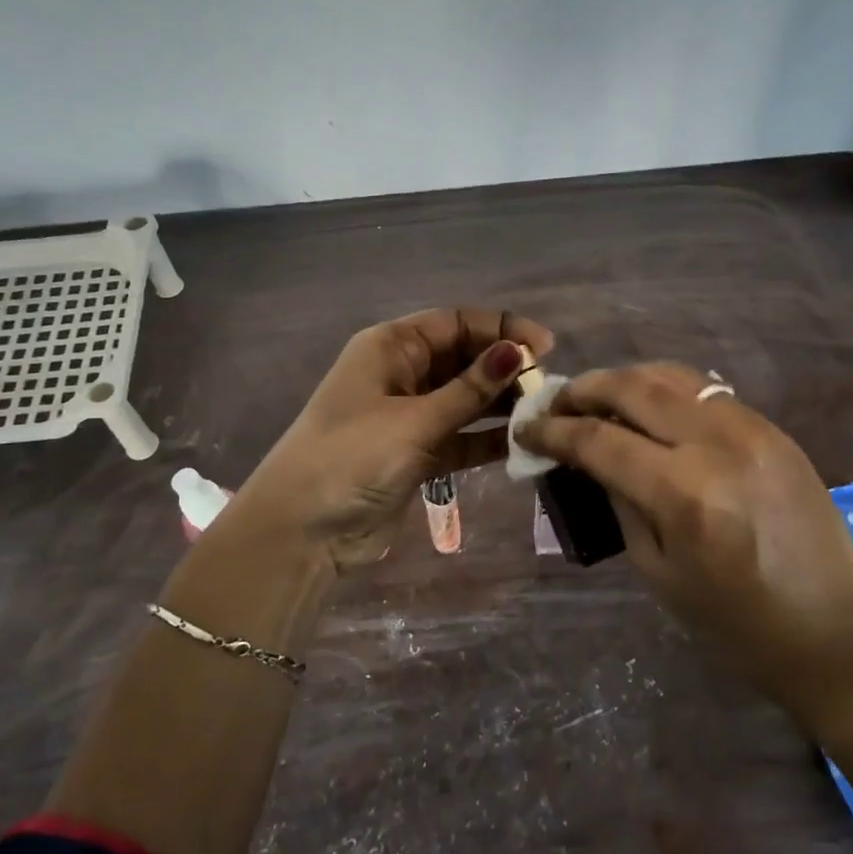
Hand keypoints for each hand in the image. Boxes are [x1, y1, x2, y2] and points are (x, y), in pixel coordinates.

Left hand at [232, 308, 553, 573]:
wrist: (304, 530)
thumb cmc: (352, 457)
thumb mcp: (414, 419)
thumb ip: (469, 390)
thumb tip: (518, 351)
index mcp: (391, 347)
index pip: (455, 323)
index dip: (500, 328)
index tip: (545, 346)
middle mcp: (401, 374)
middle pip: (463, 358)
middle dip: (504, 367)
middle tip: (548, 384)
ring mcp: (410, 416)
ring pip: (466, 399)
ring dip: (501, 404)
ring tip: (544, 412)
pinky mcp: (418, 454)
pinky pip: (462, 437)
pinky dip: (489, 439)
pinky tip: (524, 443)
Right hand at [516, 362, 852, 701]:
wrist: (833, 631)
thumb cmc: (734, 622)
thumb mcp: (656, 570)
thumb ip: (618, 501)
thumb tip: (588, 458)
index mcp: (684, 494)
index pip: (600, 441)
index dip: (554, 431)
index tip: (527, 428)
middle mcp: (718, 446)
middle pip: (634, 388)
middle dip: (584, 388)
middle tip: (556, 402)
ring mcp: (752, 429)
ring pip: (672, 376)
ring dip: (625, 379)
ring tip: (597, 397)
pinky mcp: (774, 429)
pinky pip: (707, 391)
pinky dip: (666, 389)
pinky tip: (649, 406)